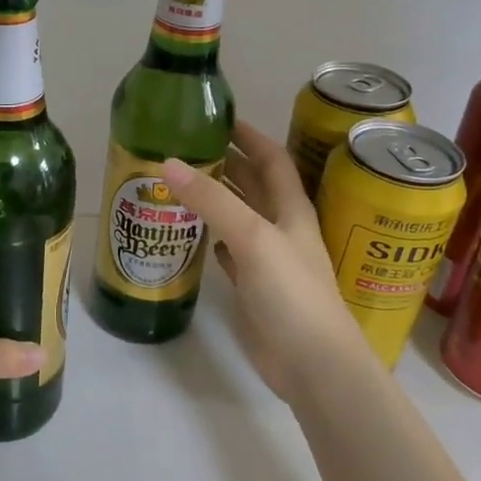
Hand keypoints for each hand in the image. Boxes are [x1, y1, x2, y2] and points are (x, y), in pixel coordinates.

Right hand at [164, 123, 372, 402]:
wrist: (312, 363)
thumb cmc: (291, 293)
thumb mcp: (253, 237)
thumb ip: (213, 201)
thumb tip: (168, 163)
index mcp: (290, 209)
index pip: (271, 158)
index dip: (249, 135)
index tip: (216, 118)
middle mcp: (280, 228)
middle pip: (253, 184)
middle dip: (224, 163)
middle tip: (182, 148)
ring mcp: (266, 259)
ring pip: (238, 217)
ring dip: (214, 199)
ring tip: (175, 183)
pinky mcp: (252, 286)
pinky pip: (229, 251)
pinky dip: (211, 237)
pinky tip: (190, 232)